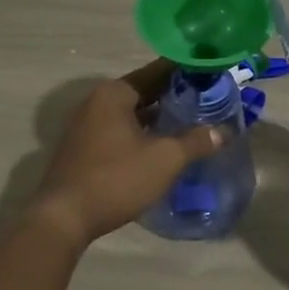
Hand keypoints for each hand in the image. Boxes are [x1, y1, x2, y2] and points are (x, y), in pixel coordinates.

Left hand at [31, 60, 226, 246]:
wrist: (64, 218)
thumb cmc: (116, 178)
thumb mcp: (165, 159)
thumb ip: (196, 141)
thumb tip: (224, 131)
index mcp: (114, 93)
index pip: (157, 71)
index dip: (186, 71)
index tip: (210, 72)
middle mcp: (97, 102)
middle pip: (144, 91)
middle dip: (174, 95)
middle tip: (207, 98)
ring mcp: (86, 126)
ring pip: (132, 113)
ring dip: (158, 117)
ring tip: (191, 121)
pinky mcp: (84, 149)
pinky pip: (120, 131)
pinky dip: (142, 132)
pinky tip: (163, 145)